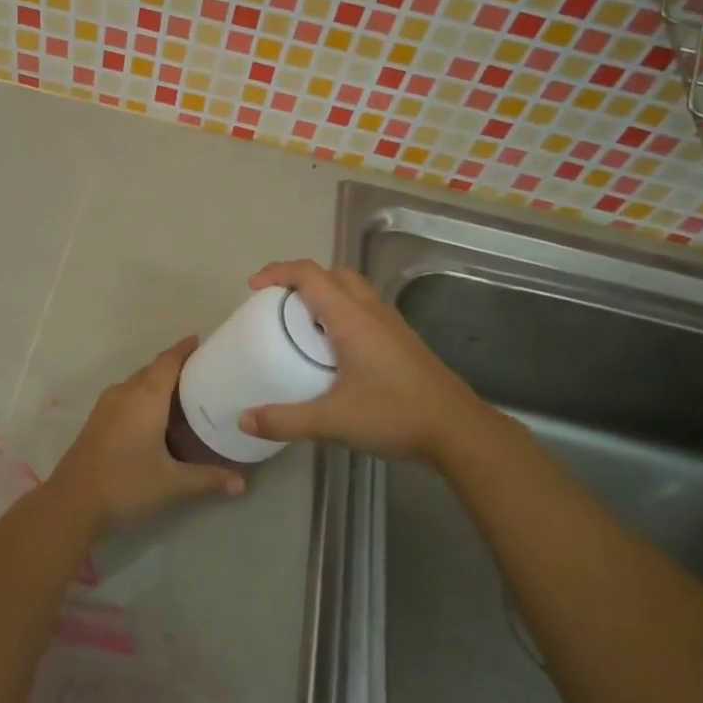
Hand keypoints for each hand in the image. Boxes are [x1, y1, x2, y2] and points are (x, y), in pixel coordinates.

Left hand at [47, 337, 244, 536]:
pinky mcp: (97, 420)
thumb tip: (241, 483)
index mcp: (146, 396)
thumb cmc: (126, 484)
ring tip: (182, 393)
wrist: (71, 503)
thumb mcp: (172, 483)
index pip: (169, 361)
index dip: (185, 349)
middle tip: (202, 371)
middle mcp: (125, 392)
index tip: (203, 342)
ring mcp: (107, 405)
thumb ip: (208, 479)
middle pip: (153, 369)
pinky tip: (154, 416)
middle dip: (175, 365)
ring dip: (157, 382)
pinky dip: (143, 396)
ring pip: (137, 383)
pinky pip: (126, 396)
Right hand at [238, 260, 498, 464]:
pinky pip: (366, 310)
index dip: (279, 272)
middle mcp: (372, 312)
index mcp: (352, 318)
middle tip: (278, 304)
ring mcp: (392, 325)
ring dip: (325, 294)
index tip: (254, 287)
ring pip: (354, 290)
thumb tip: (244, 419)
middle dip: (302, 280)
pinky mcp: (403, 341)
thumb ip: (286, 420)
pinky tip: (336, 349)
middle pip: (334, 275)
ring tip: (303, 324)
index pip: (310, 275)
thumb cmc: (394, 415)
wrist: (459, 431)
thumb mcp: (332, 421)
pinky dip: (343, 313)